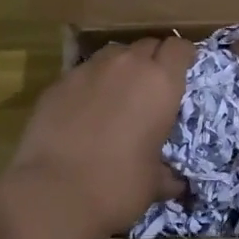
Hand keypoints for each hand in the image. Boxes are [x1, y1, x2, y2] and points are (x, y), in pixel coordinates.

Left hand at [4, 37, 193, 238]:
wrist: (55, 193)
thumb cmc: (118, 186)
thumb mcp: (154, 183)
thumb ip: (168, 173)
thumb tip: (175, 183)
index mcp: (160, 83)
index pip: (179, 48)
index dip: (184, 56)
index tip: (184, 70)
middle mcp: (126, 66)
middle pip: (147, 45)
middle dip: (153, 60)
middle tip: (152, 86)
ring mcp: (88, 70)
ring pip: (113, 54)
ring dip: (121, 68)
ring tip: (118, 95)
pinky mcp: (58, 83)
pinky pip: (82, 73)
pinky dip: (90, 85)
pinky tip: (84, 111)